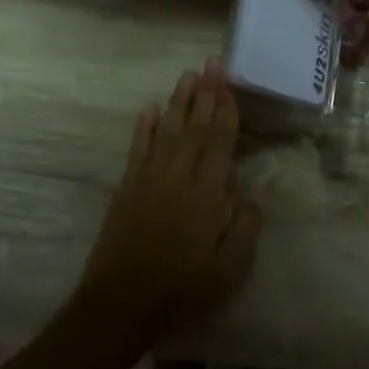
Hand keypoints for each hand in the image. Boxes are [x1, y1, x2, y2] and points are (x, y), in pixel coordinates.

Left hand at [74, 62, 260, 347]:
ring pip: (167, 131)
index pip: (219, 141)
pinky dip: (144, 127)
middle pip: (195, 127)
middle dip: (205, 93)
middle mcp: (179, 177)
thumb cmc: (182, 290)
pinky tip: (151, 108)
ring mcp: (149, 180)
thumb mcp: (229, 269)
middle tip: (211, 63)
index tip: (229, 83)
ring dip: (179, 102)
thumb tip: (248, 195)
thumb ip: (244, 228)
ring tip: (188, 75)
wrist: (120, 305)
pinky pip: (138, 149)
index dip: (225, 110)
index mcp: (208, 195)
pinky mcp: (127, 189)